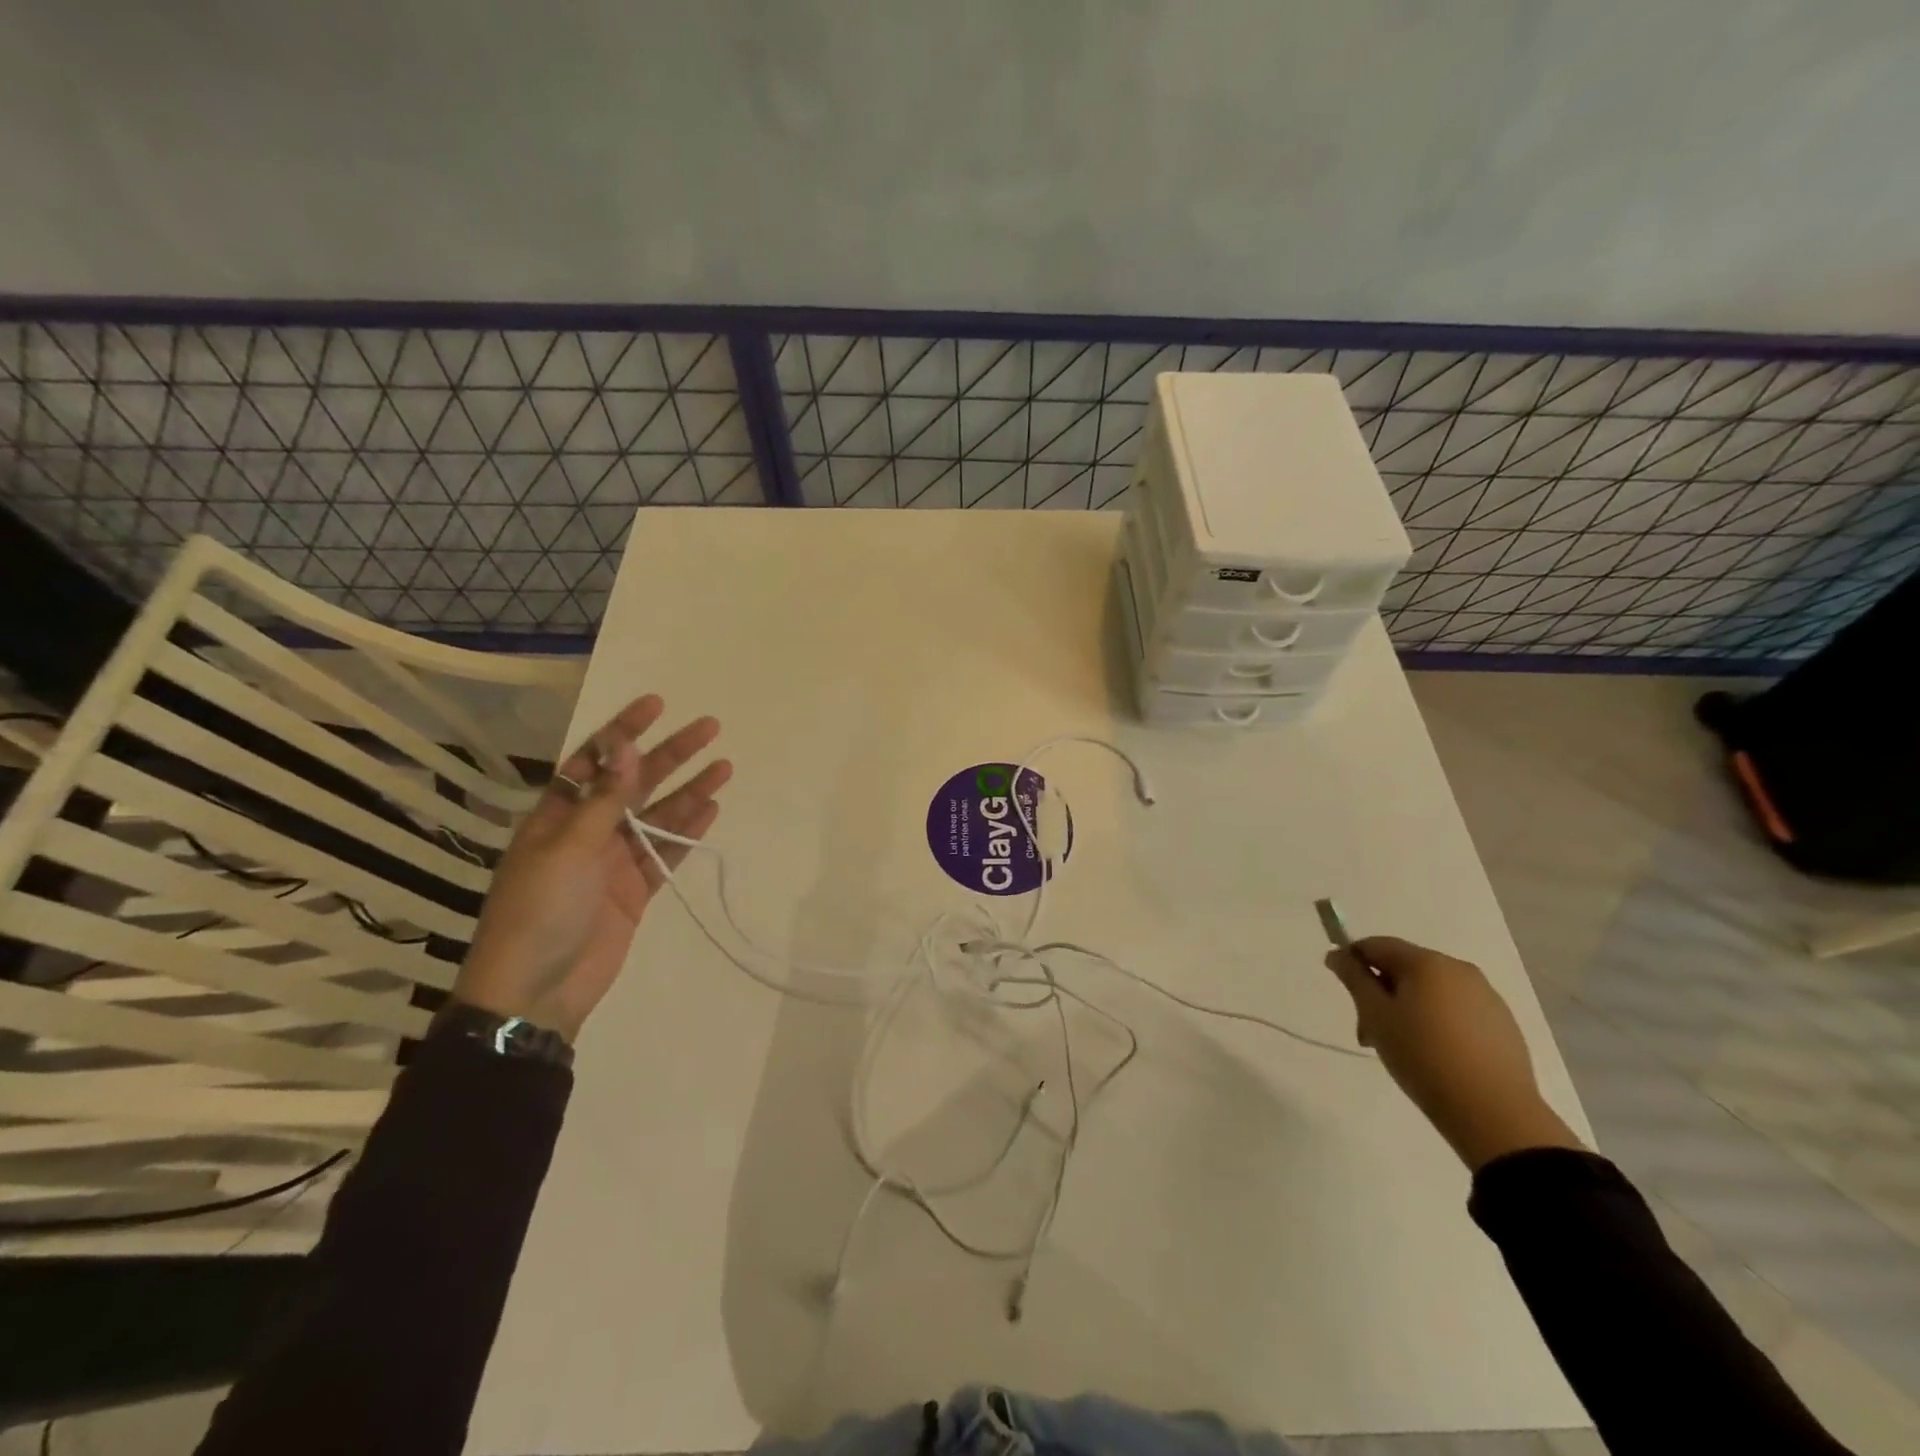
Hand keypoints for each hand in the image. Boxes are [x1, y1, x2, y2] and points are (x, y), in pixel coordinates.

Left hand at [453, 696, 732, 1041]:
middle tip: (709, 729)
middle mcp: (587, 831)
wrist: (536, 993)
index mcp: (557, 816)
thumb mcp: (568, 848)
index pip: (594, 760)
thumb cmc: (539, 912)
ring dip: (690, 791)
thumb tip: (626, 745)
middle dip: (670, 755)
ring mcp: (612, 862)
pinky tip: (712, 809)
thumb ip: (605, 799)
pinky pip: (666, 853)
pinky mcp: (634, 890)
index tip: (657, 705)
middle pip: (635, 783)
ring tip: (724, 766)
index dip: (624, 731)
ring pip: (658, 816)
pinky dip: (688, 832)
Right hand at [1327, 936, 1583, 1170]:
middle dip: (1380, 992)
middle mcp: (1459, 969)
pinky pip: (1456, 1010)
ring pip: (1430, 991)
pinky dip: (1436, 1022)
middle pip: (1404, 968)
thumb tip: (1337, 954)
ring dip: (1406, 1009)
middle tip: (1368, 1032)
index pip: (1377, 945)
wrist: (1494, 1114)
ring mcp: (1487, 997)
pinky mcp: (1503, 1025)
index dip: (1353, 961)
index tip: (1343, 990)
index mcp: (1427, 962)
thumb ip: (1354, 979)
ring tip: (1400, 1048)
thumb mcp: (1376, 1015)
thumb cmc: (1423, 1056)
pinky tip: (1433, 1055)